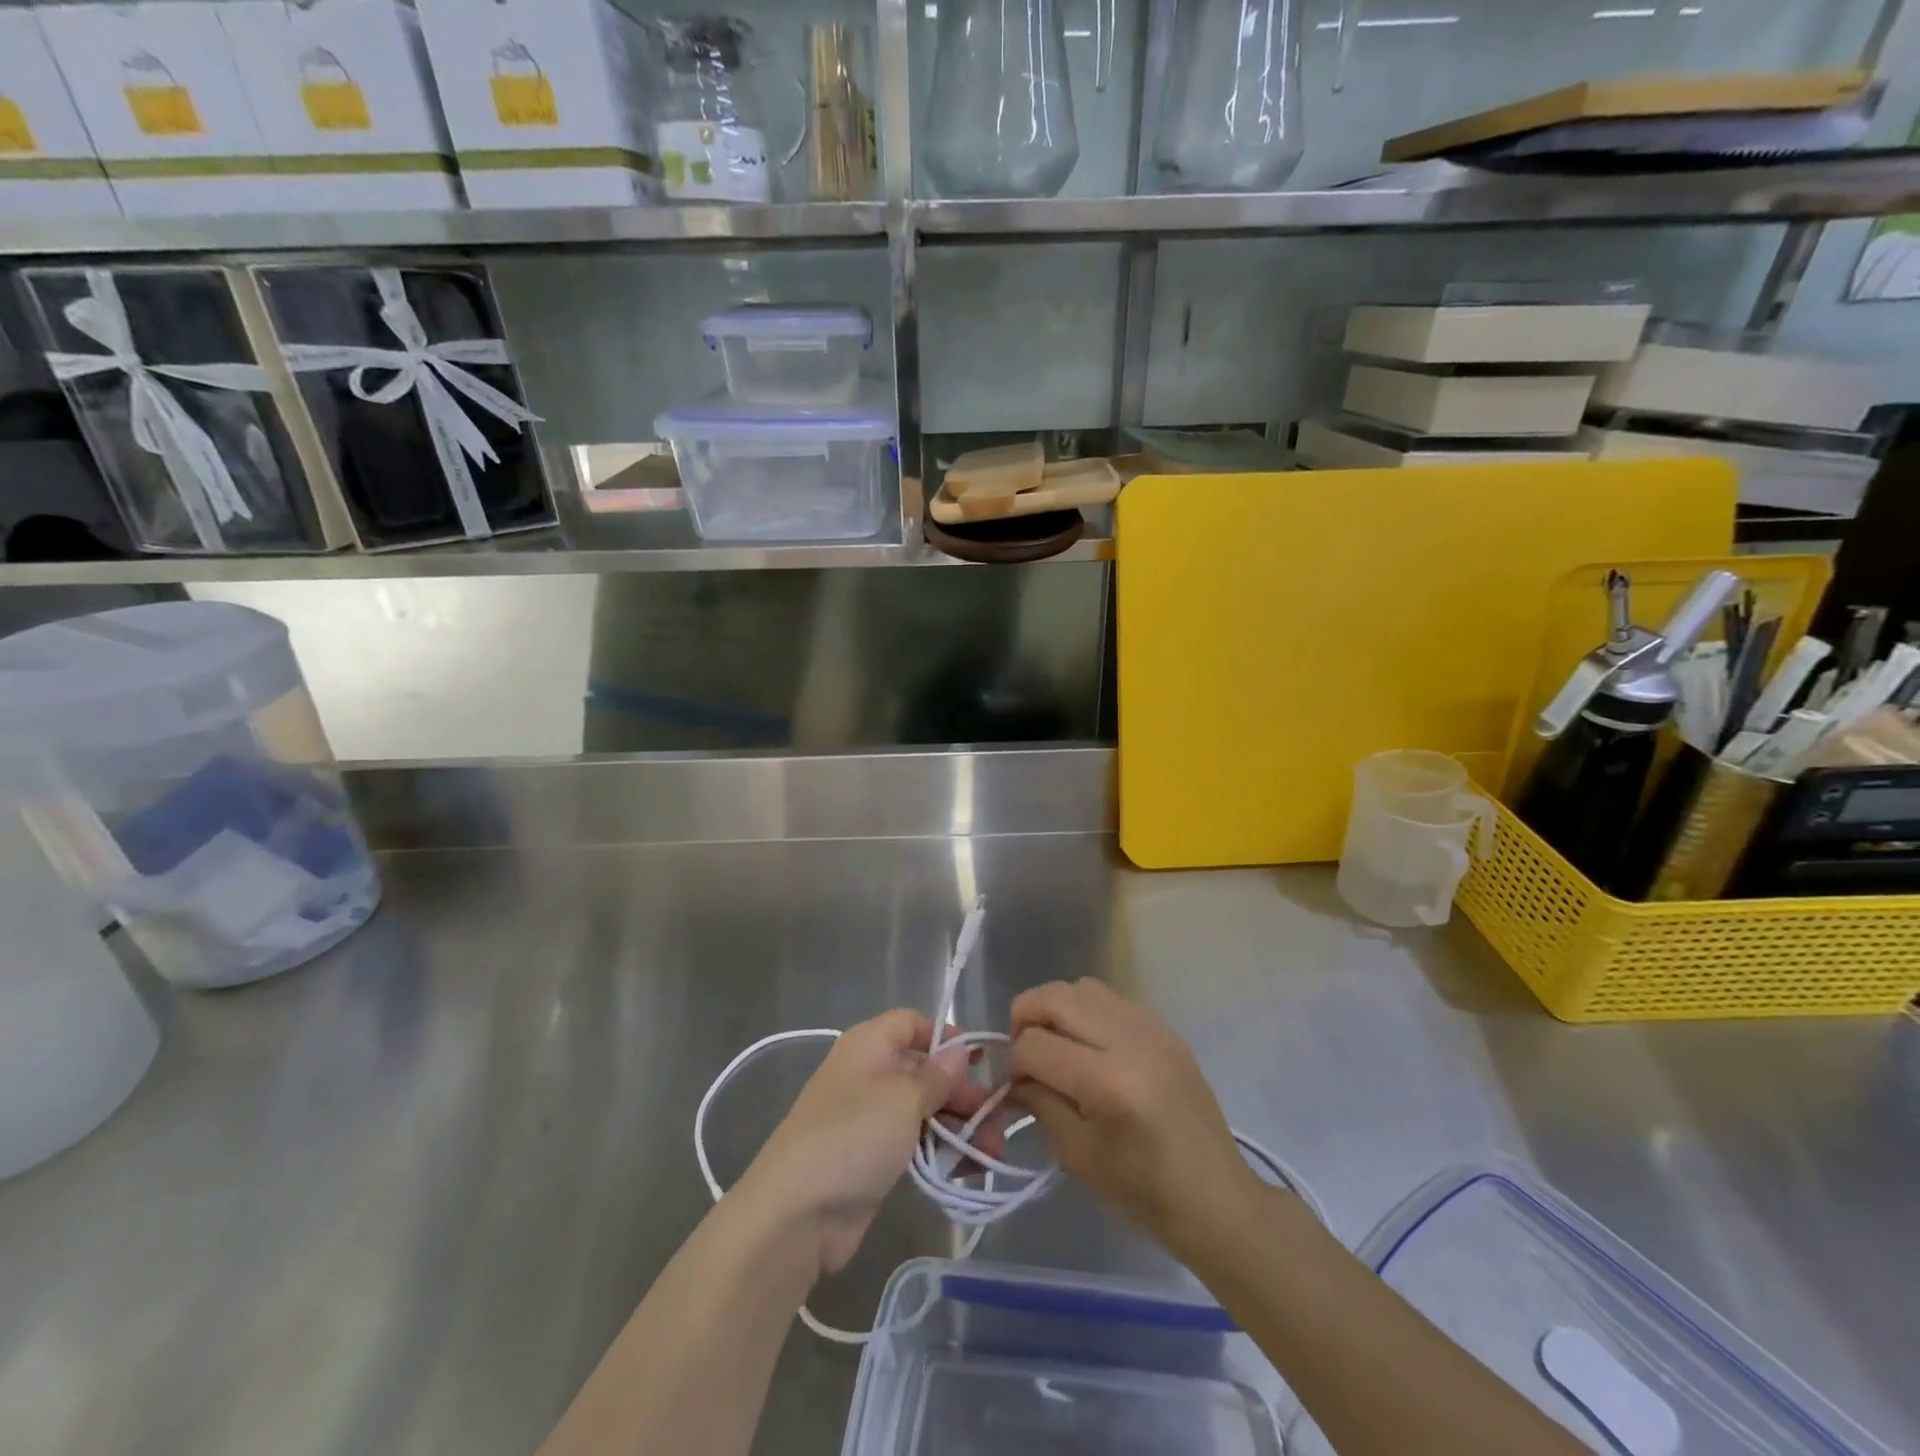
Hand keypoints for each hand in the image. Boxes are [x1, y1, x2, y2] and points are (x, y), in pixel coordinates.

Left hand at [737, 1010, 1003, 1279]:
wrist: (795, 1215)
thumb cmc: (853, 1136)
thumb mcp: (903, 1098)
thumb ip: (936, 1076)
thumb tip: (959, 1051)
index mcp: (869, 1045)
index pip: (912, 1023)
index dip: (946, 1037)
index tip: (980, 1062)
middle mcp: (868, 1074)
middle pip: (924, 1071)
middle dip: (963, 1093)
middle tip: (1001, 1120)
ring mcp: (869, 1119)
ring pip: (923, 1111)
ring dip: (960, 1127)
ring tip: (994, 1153)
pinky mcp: (872, 1159)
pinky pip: (914, 1144)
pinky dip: (941, 1152)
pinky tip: (970, 1171)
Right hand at [1010, 979, 1261, 1257]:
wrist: (1218, 1198)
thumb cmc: (1145, 1192)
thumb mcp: (1079, 1156)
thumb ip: (1041, 1104)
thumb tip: (1014, 1076)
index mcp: (1109, 1083)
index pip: (1036, 1045)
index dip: (1014, 1063)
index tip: (1015, 1085)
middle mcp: (1130, 1041)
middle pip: (1055, 997)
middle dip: (1025, 1016)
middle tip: (1023, 1049)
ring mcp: (1152, 1028)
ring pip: (1083, 987)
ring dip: (1057, 1008)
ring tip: (1055, 1042)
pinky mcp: (1165, 1028)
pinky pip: (1112, 999)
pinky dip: (1087, 1012)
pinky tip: (1089, 1046)